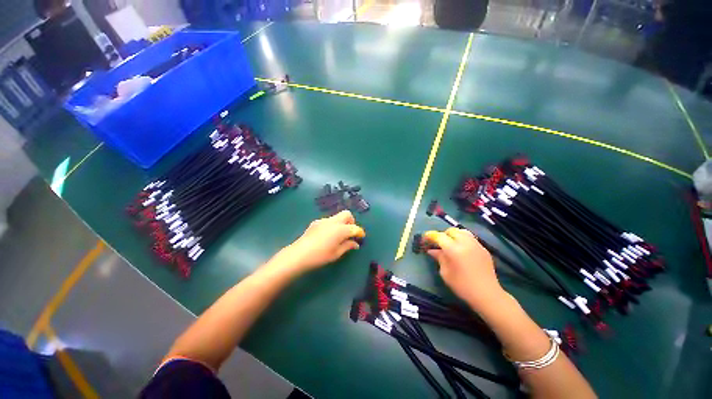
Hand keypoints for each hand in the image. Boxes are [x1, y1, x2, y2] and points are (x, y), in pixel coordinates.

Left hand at [270, 210, 364, 275]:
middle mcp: (333, 221)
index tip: (361, 237)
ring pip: (337, 216)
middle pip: (347, 214)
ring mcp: (324, 220)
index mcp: (340, 229)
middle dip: (351, 221)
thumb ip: (347, 246)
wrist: (299, 254)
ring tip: (339, 235)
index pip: (354, 228)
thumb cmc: (320, 256)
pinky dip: (333, 225)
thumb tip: (355, 244)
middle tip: (350, 232)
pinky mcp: (316, 222)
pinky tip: (327, 235)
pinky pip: (329, 220)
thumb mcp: (336, 253)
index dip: (360, 232)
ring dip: (342, 223)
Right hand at [424, 228, 505, 310]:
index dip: (430, 235)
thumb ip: (439, 258)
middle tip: (438, 243)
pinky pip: (470, 238)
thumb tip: (432, 250)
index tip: (424, 238)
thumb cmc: (462, 286)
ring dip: (454, 235)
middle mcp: (465, 243)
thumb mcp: (445, 273)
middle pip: (451, 231)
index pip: (439, 236)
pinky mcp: (484, 249)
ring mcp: (476, 244)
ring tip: (450, 244)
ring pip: (462, 232)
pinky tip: (462, 250)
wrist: (487, 295)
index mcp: (453, 249)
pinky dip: (463, 240)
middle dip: (443, 235)